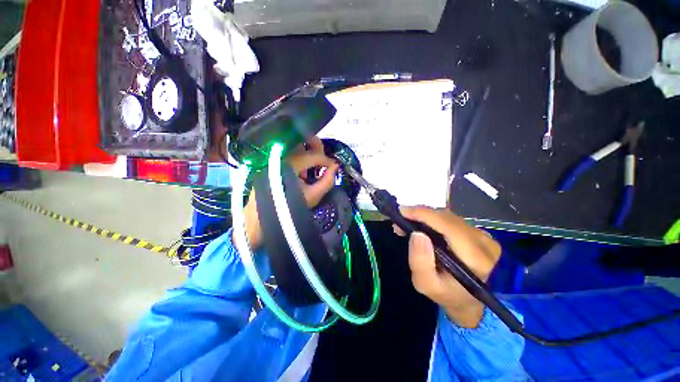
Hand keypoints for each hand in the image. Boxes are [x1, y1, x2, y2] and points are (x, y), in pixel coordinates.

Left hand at [239, 137, 338, 250]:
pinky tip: (303, 171)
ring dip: (307, 152)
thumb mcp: (313, 196)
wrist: (263, 216)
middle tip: (325, 157)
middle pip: (301, 142)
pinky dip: (299, 158)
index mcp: (290, 164)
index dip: (326, 160)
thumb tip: (336, 167)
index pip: (313, 155)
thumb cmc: (289, 206)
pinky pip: (289, 154)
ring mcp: (275, 158)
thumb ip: (327, 181)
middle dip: (316, 146)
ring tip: (315, 165)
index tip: (334, 167)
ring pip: (295, 147)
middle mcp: (281, 156)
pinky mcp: (272, 162)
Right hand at [395, 206, 500, 327]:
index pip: (449, 227)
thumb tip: (417, 233)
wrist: (467, 299)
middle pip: (447, 218)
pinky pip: (451, 219)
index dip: (425, 215)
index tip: (402, 211)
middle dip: (420, 214)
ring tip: (408, 223)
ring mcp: (484, 236)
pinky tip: (422, 225)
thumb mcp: (426, 284)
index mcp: (475, 260)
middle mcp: (484, 244)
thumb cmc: (445, 293)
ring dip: (425, 216)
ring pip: (448, 216)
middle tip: (400, 219)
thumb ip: (420, 262)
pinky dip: (433, 219)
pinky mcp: (480, 233)